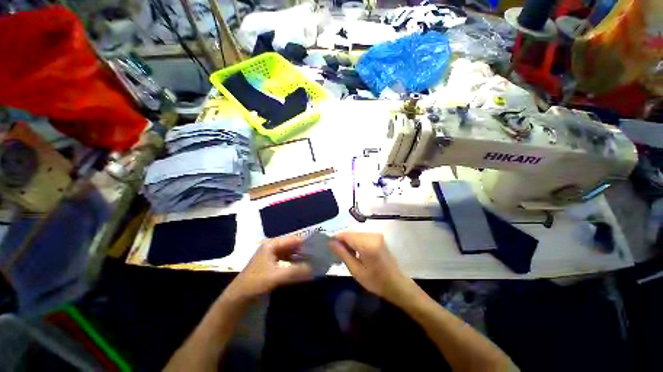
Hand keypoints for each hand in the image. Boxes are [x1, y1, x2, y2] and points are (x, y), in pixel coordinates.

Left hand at [225, 236, 312, 301]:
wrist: (238, 298)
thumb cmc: (255, 283)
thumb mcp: (276, 276)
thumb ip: (296, 271)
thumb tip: (314, 269)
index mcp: (272, 244)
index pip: (294, 239)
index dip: (307, 241)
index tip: (320, 245)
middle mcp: (273, 247)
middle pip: (293, 245)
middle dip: (305, 250)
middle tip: (319, 254)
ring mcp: (272, 255)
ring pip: (291, 253)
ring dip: (301, 257)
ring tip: (314, 260)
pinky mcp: (273, 264)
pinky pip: (288, 260)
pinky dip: (296, 263)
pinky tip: (304, 267)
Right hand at [328, 232, 414, 304]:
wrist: (396, 283)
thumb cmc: (375, 281)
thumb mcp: (356, 271)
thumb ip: (343, 254)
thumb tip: (330, 242)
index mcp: (368, 245)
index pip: (346, 235)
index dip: (336, 239)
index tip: (329, 246)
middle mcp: (372, 236)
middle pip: (351, 234)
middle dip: (343, 242)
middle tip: (339, 255)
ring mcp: (376, 235)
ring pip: (355, 234)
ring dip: (349, 242)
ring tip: (348, 255)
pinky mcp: (378, 236)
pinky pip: (362, 236)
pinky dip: (356, 242)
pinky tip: (356, 252)